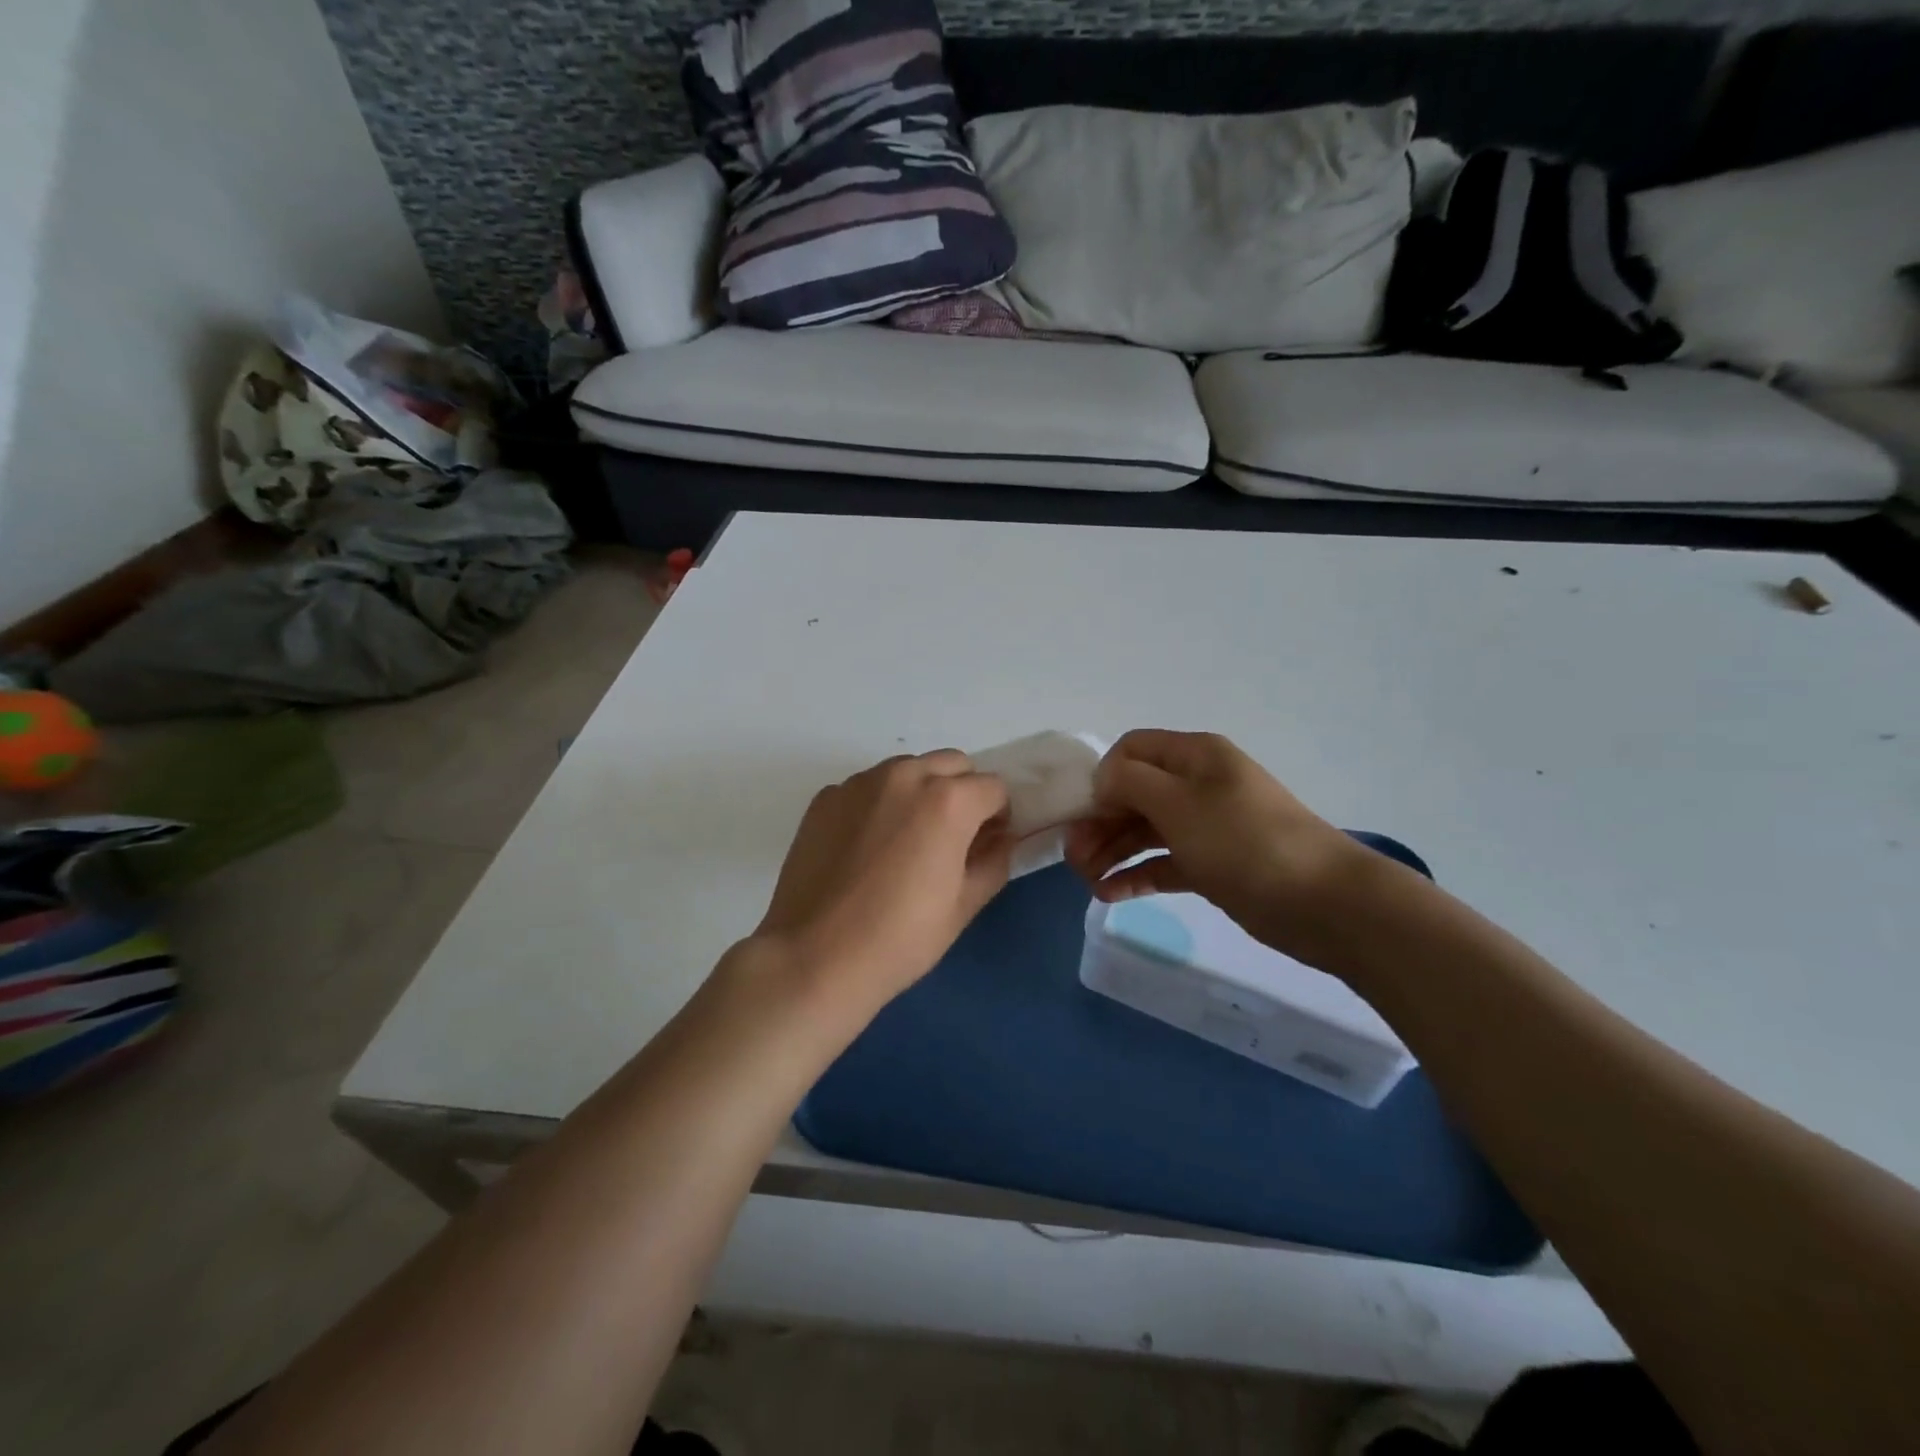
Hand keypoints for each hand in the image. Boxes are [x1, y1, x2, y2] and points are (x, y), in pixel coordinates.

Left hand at [749, 751, 1012, 1014]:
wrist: (814, 958)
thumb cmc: (900, 939)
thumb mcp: (963, 906)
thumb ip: (994, 860)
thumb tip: (1001, 838)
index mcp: (948, 800)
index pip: (994, 788)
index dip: (998, 816)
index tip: (987, 844)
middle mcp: (905, 776)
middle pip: (952, 765)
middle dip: (963, 792)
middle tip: (951, 838)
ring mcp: (860, 783)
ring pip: (908, 769)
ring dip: (921, 791)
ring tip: (906, 840)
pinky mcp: (826, 797)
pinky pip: (868, 787)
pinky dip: (880, 803)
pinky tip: (866, 848)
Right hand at [1064, 730, 1371, 965]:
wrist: (1323, 902)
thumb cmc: (1243, 842)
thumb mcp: (1178, 803)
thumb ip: (1129, 782)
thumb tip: (1102, 779)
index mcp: (1194, 756)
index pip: (1132, 750)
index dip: (1102, 777)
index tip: (1083, 812)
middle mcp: (1198, 784)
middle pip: (1134, 794)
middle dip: (1099, 822)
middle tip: (1073, 859)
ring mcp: (1207, 826)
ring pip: (1145, 830)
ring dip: (1112, 851)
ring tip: (1086, 881)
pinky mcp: (1213, 865)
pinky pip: (1164, 862)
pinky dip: (1137, 874)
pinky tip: (1109, 894)